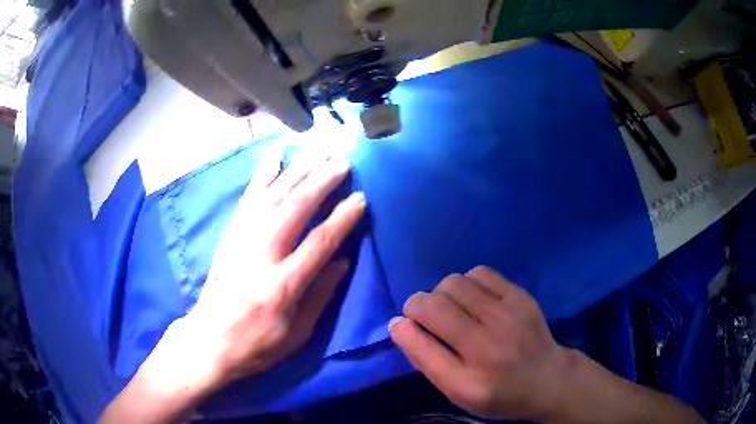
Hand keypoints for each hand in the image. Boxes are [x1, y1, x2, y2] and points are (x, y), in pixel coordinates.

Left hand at [186, 152, 365, 382]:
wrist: (209, 339)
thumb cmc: (257, 343)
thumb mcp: (297, 334)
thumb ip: (321, 295)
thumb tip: (342, 260)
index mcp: (282, 286)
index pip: (319, 243)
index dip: (342, 218)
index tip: (361, 199)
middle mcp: (260, 257)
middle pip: (293, 209)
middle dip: (320, 181)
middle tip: (342, 162)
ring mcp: (240, 242)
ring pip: (271, 197)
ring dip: (296, 171)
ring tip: (317, 152)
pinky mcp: (229, 236)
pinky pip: (247, 199)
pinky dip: (262, 176)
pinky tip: (275, 158)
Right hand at [389, 266, 567, 420]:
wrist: (547, 379)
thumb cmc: (497, 392)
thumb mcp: (457, 391)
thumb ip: (426, 359)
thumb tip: (399, 323)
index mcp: (468, 377)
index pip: (421, 339)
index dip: (404, 325)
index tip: (404, 325)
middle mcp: (488, 343)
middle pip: (434, 303)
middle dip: (419, 306)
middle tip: (429, 320)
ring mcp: (508, 314)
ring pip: (454, 283)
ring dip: (443, 294)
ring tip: (454, 310)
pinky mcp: (521, 296)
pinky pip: (479, 273)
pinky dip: (467, 283)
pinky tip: (474, 299)